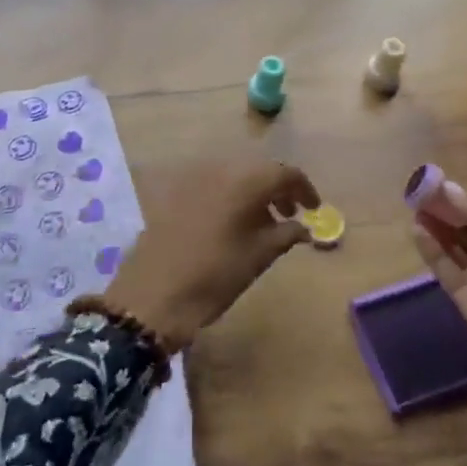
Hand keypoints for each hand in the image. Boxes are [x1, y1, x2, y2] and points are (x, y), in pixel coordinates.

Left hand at [104, 159, 319, 350]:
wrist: (152, 295)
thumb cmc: (213, 276)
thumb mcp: (258, 257)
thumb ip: (286, 235)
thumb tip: (304, 228)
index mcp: (244, 181)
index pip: (284, 172)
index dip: (304, 189)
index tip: (314, 209)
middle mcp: (219, 170)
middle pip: (258, 170)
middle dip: (278, 189)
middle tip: (291, 215)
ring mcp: (194, 180)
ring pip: (235, 177)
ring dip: (254, 193)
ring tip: (265, 224)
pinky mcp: (176, 195)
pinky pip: (214, 187)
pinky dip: (231, 198)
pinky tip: (234, 225)